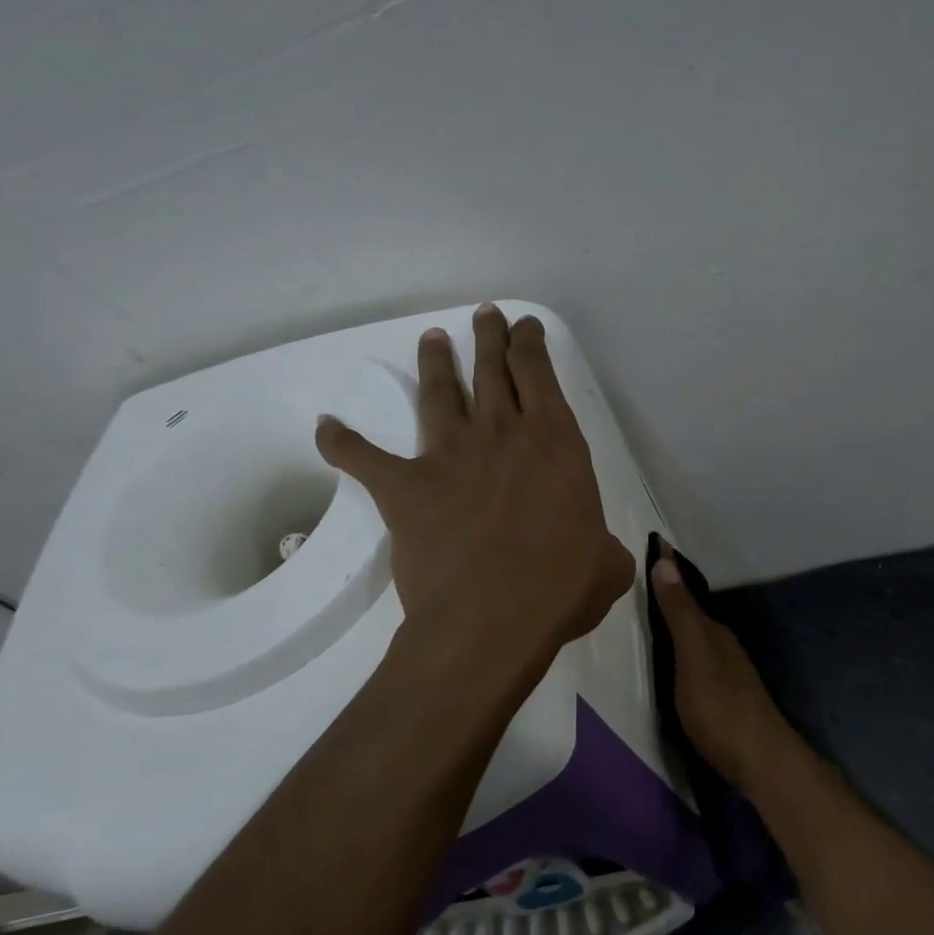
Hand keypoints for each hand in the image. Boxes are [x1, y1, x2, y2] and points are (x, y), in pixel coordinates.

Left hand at [316, 305, 634, 657]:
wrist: (493, 618)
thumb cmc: (561, 588)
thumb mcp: (607, 565)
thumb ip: (604, 548)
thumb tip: (600, 555)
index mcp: (556, 443)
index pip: (541, 374)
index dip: (531, 344)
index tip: (525, 327)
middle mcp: (502, 434)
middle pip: (492, 369)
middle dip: (490, 337)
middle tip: (485, 316)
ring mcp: (450, 455)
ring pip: (439, 393)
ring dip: (436, 363)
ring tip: (432, 339)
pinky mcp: (406, 486)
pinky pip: (362, 456)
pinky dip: (340, 441)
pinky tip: (326, 428)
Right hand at [650, 552, 798, 791]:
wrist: (761, 761)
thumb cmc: (720, 708)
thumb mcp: (693, 658)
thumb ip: (679, 614)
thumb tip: (666, 561)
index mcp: (714, 633)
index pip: (686, 594)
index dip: (668, 575)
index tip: (653, 546)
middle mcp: (724, 647)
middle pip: (694, 617)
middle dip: (672, 598)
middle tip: (642, 582)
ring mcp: (729, 674)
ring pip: (698, 640)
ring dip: (679, 626)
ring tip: (651, 618)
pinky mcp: (727, 699)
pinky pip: (700, 662)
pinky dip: (684, 652)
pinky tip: (675, 663)